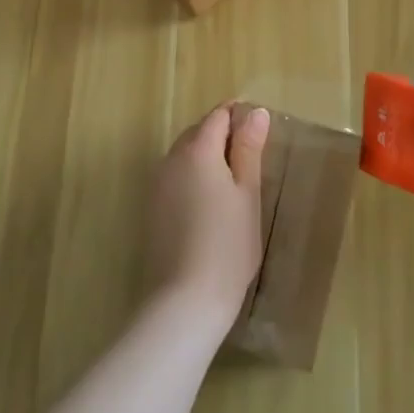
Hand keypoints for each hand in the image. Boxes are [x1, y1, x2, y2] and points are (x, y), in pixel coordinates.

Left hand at [144, 103, 268, 326]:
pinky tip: (210, 202)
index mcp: (197, 150)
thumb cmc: (228, 245)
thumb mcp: (247, 194)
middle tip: (252, 157)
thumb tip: (256, 112)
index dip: (240, 116)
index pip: (218, 116)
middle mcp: (171, 158)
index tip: (261, 131)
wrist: (185, 300)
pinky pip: (176, 176)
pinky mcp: (152, 207)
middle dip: (223, 134)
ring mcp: (158, 183)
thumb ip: (249, 149)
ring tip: (234, 181)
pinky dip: (194, 176)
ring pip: (185, 154)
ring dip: (208, 155)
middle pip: (198, 132)